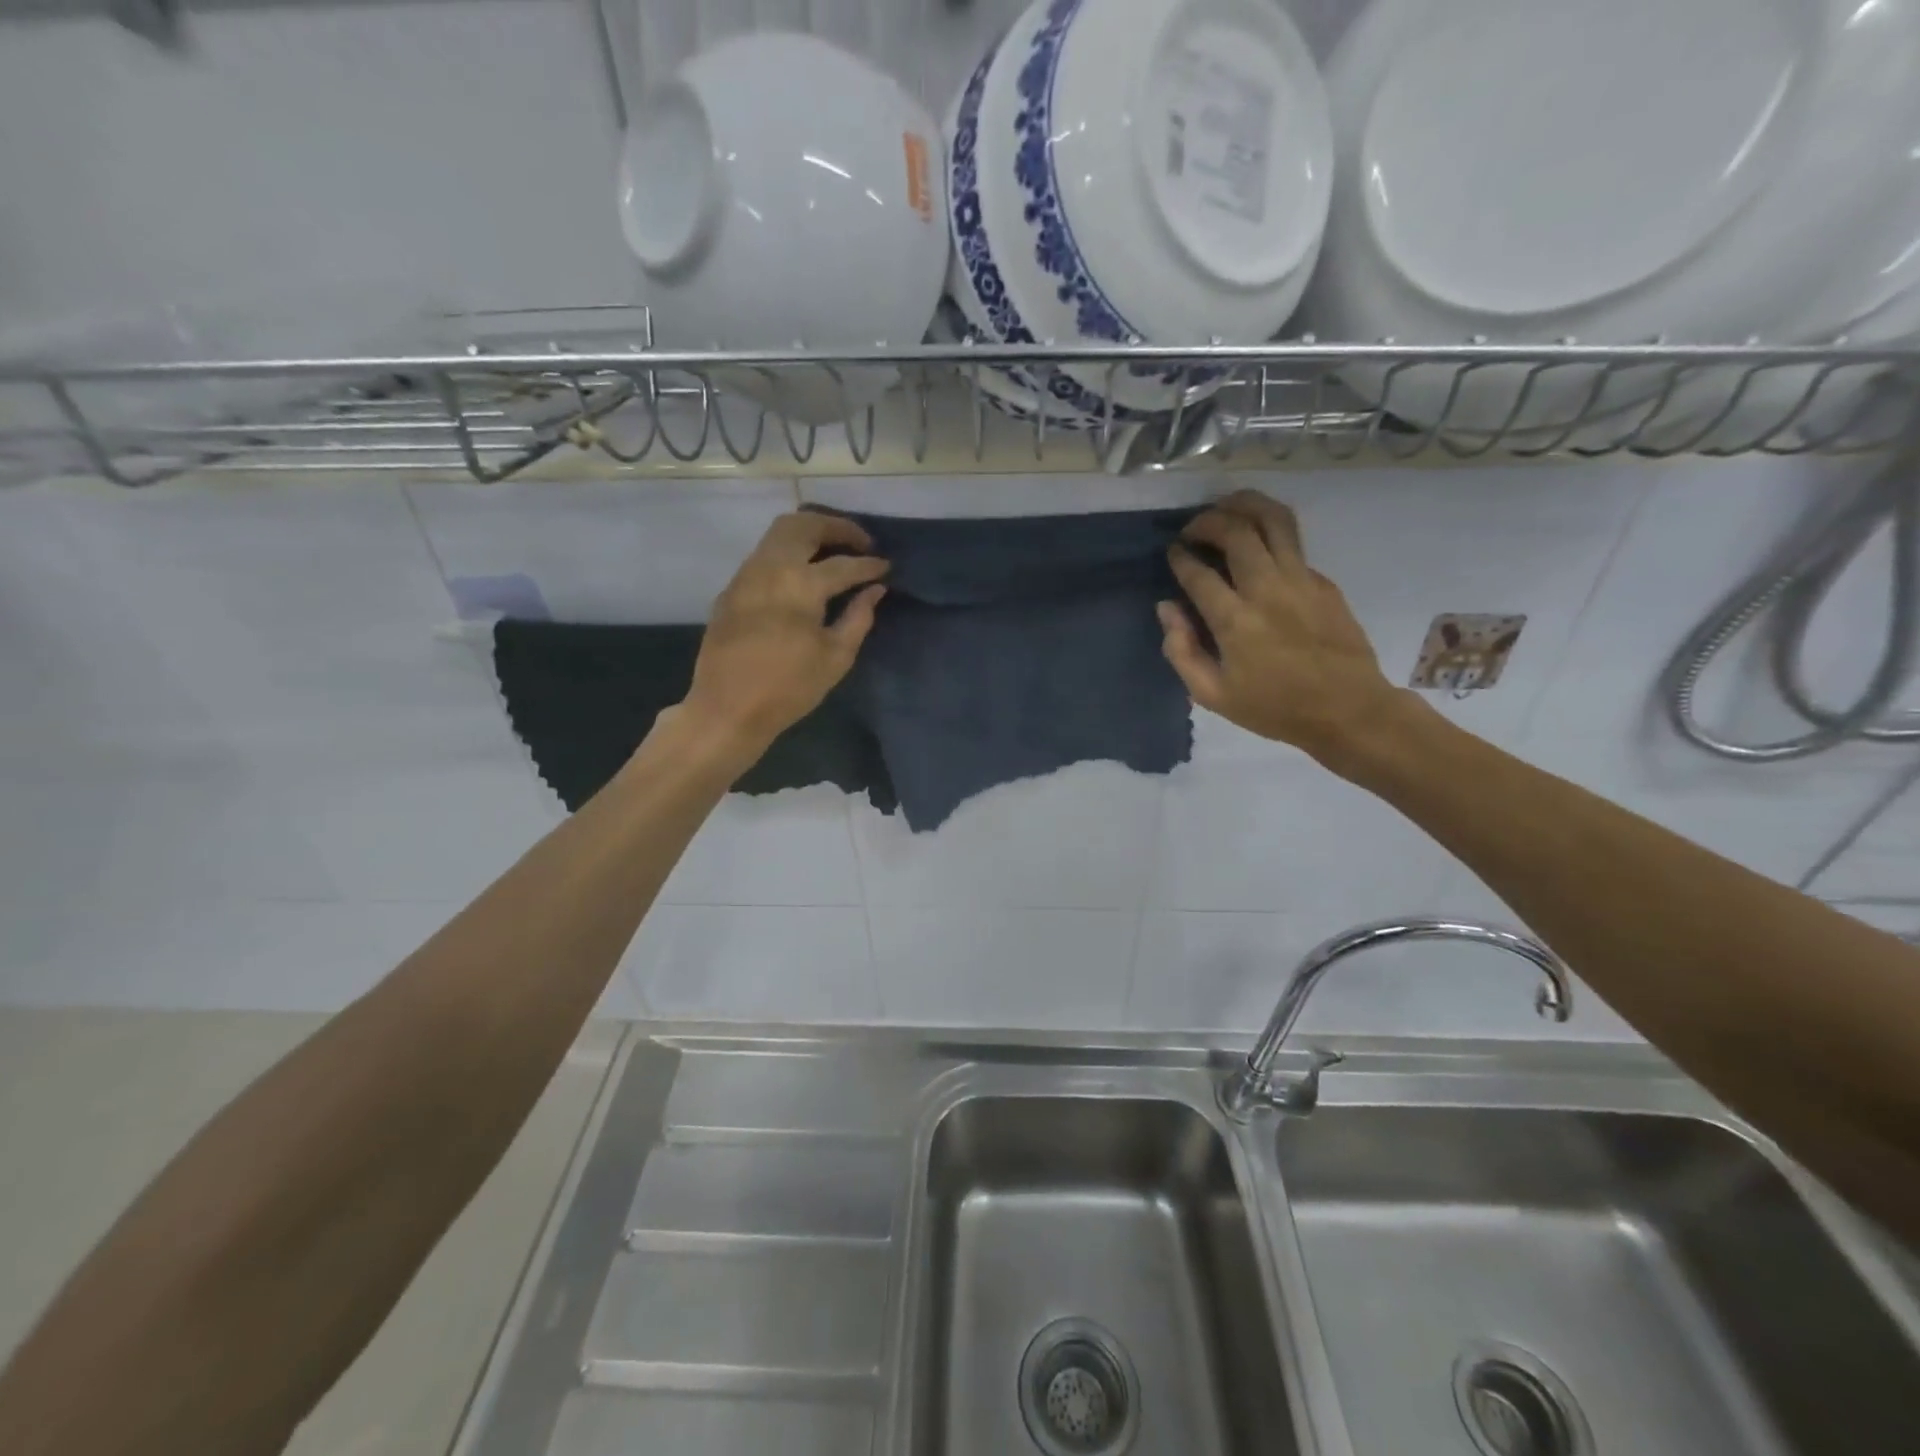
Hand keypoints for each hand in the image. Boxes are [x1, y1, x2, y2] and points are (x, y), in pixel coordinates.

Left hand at [680, 512, 888, 758]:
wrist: (728, 708)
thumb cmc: (789, 688)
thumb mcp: (836, 657)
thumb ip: (859, 617)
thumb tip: (874, 590)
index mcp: (801, 584)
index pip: (844, 564)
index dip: (869, 564)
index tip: (886, 567)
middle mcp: (770, 567)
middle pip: (804, 524)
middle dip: (836, 527)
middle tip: (859, 542)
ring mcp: (746, 575)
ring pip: (779, 533)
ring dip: (810, 533)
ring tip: (833, 551)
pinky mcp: (732, 589)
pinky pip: (764, 555)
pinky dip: (789, 552)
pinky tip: (802, 574)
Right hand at [1159, 491, 1405, 761]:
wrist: (1347, 710)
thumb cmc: (1274, 708)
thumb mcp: (1212, 695)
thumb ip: (1181, 651)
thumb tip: (1167, 608)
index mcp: (1235, 621)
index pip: (1198, 572)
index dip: (1180, 557)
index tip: (1173, 553)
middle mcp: (1267, 589)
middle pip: (1236, 530)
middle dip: (1206, 521)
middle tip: (1192, 529)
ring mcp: (1300, 580)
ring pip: (1273, 520)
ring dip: (1244, 505)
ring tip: (1225, 508)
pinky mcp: (1323, 581)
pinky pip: (1293, 543)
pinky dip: (1269, 534)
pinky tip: (1258, 546)